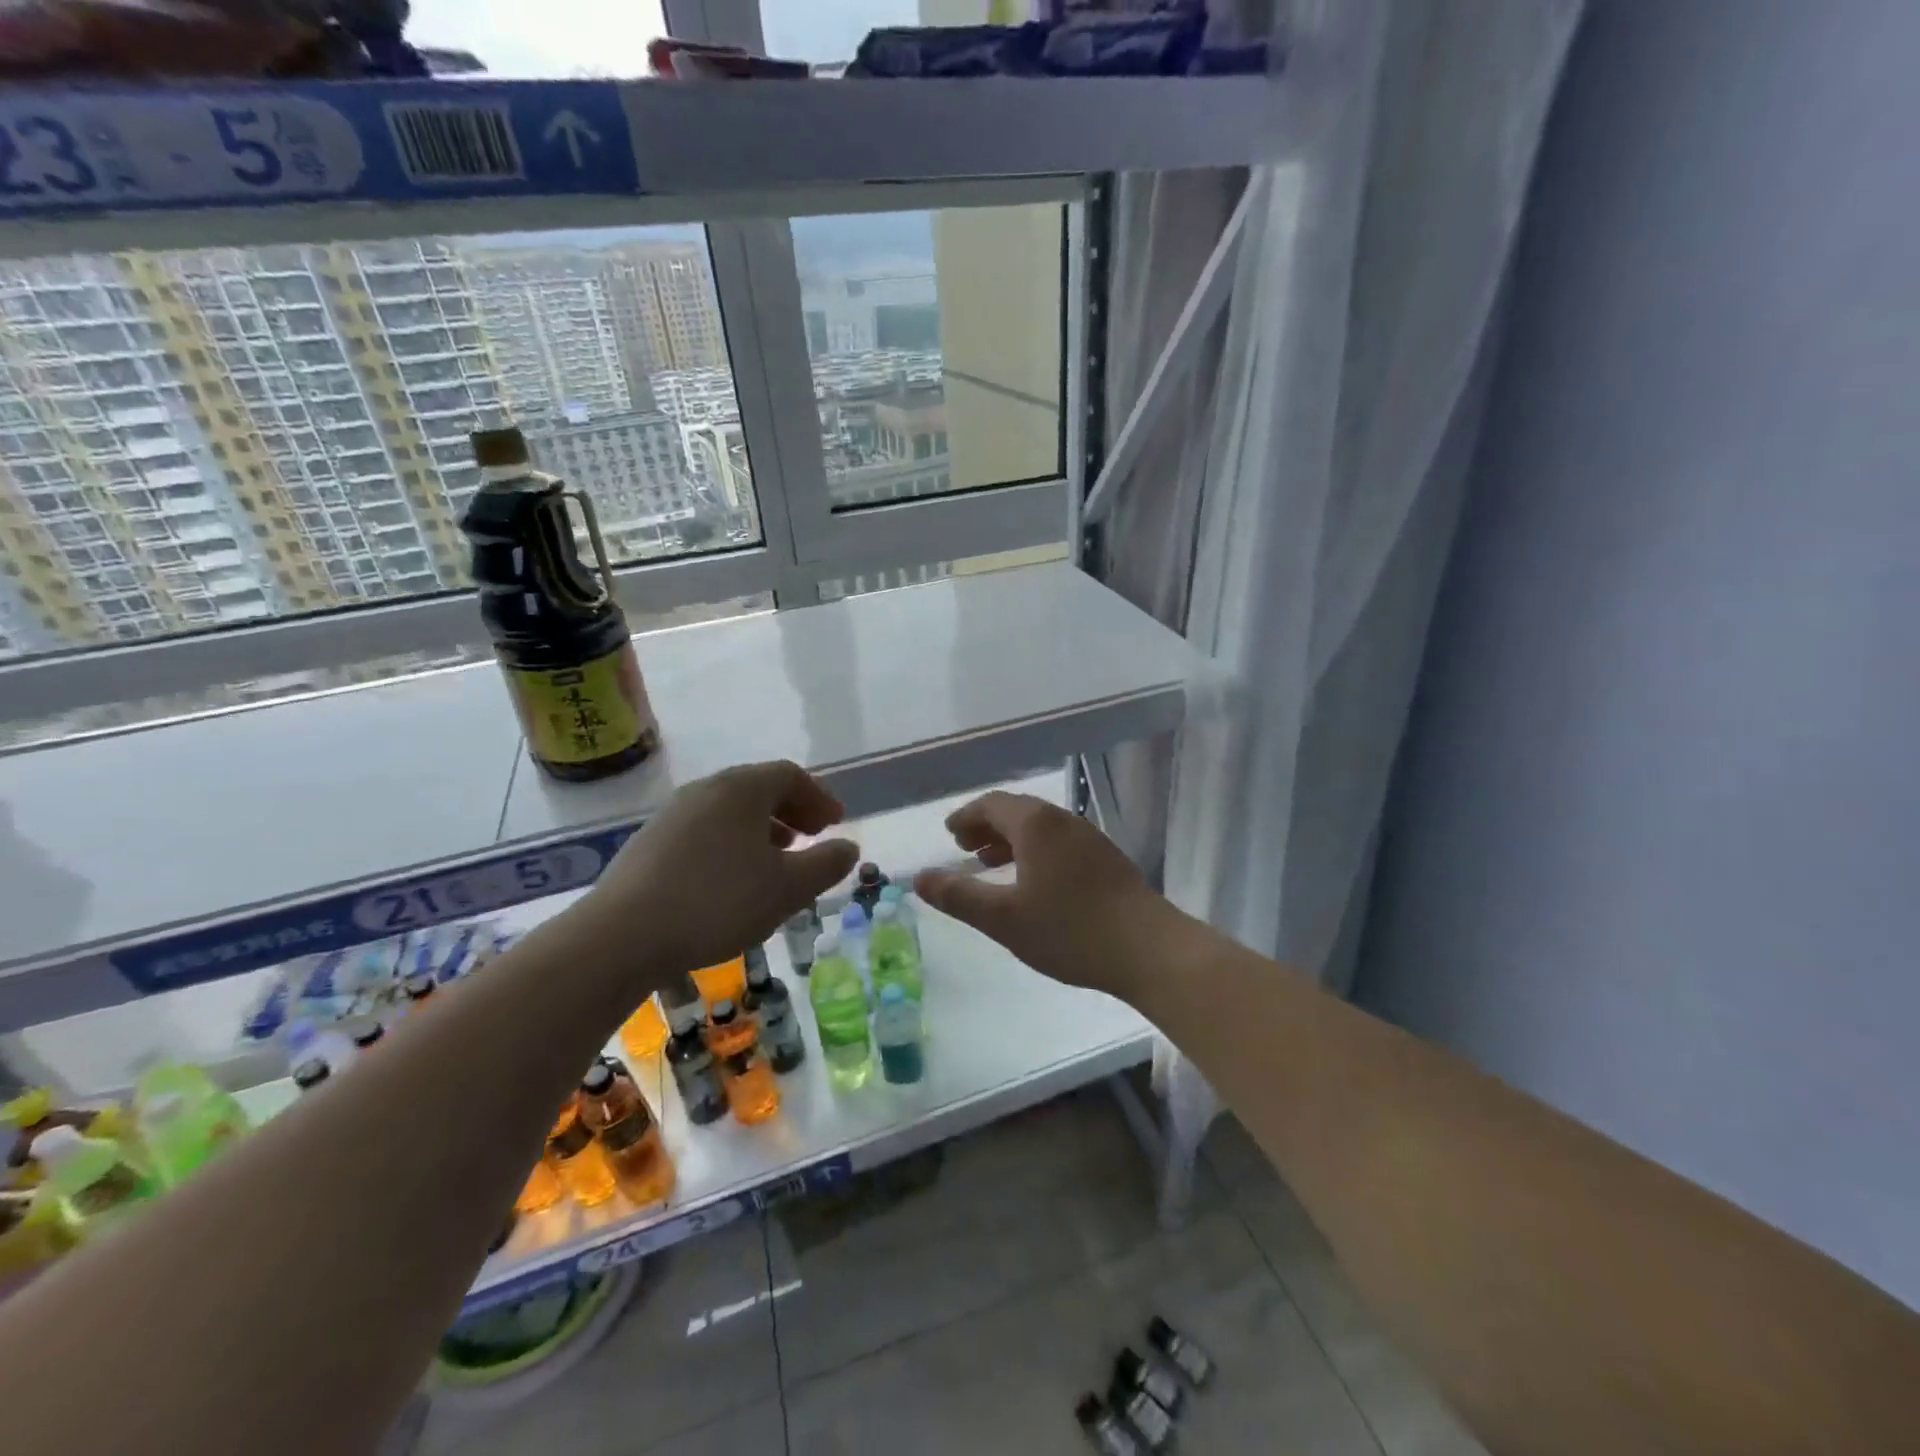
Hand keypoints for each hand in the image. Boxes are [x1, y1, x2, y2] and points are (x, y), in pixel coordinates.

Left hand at [578, 761, 858, 989]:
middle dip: (791, 812)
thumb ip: (826, 864)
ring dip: (761, 829)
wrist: (622, 935)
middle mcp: (705, 790)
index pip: (789, 775)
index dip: (819, 797)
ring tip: (776, 860)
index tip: (835, 824)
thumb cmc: (718, 902)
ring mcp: (672, 814)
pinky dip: (731, 844)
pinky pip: (705, 830)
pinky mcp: (650, 843)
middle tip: (812, 839)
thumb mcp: (787, 888)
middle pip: (758, 788)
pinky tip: (732, 880)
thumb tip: (848, 848)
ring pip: (729, 811)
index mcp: (741, 789)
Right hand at [914, 793, 1170, 1000]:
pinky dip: (1034, 851)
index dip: (966, 817)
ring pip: (1040, 828)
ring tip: (992, 864)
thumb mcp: (1003, 918)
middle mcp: (1063, 820)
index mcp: (1036, 824)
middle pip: (1017, 811)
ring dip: (1011, 839)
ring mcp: (1089, 838)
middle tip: (965, 848)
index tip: (949, 834)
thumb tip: (918, 877)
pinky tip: (1033, 883)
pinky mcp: (1106, 859)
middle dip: (987, 826)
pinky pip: (1058, 842)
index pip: (992, 804)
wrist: (1148, 948)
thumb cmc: (1069, 930)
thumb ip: (958, 896)